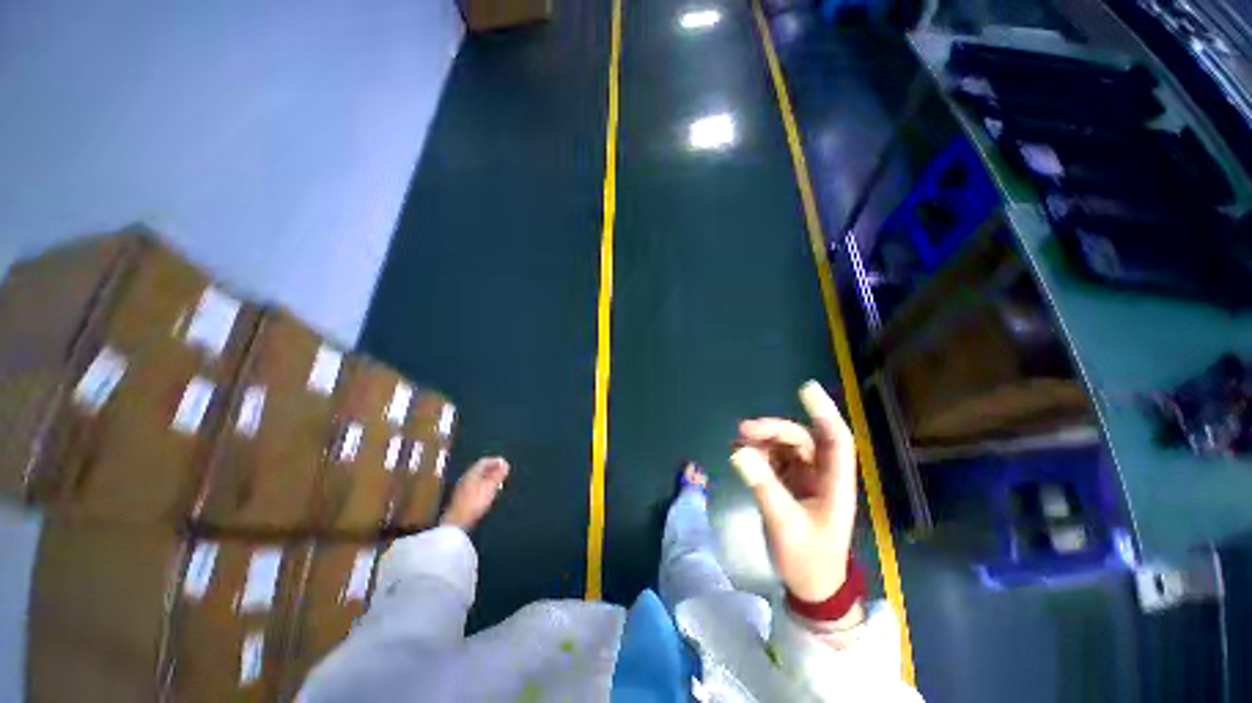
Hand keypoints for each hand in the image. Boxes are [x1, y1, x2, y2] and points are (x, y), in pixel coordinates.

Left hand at [440, 457, 509, 530]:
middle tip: (504, 473)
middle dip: (493, 470)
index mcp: (471, 472)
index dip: (496, 461)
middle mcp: (466, 478)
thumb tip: (505, 464)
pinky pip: (476, 487)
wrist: (457, 522)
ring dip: (489, 479)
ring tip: (499, 483)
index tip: (506, 464)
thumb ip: (498, 474)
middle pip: (481, 469)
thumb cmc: (475, 501)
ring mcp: (463, 488)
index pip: (484, 461)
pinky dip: (485, 486)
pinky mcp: (462, 499)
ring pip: (478, 479)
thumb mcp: (490, 486)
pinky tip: (489, 493)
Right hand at [731, 381, 857, 602]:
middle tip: (743, 431)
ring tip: (737, 441)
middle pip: (802, 439)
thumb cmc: (807, 559)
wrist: (811, 587)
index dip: (823, 412)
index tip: (806, 389)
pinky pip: (774, 458)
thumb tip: (738, 451)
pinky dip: (758, 452)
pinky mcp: (791, 483)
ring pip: (786, 446)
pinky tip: (741, 452)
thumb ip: (763, 486)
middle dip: (773, 430)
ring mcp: (807, 478)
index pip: (836, 439)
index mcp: (835, 484)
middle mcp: (823, 474)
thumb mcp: (785, 524)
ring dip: (763, 440)